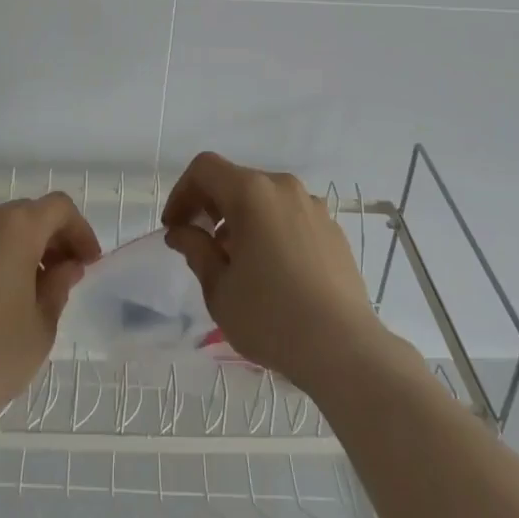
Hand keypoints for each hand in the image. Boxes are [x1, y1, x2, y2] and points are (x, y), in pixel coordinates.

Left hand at [0, 194, 101, 437]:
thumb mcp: (41, 328)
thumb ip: (58, 287)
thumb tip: (65, 267)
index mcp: (15, 229)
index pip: (59, 208)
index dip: (79, 230)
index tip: (87, 263)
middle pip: (23, 216)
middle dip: (46, 240)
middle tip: (58, 277)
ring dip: (10, 251)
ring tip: (15, 293)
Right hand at [162, 152, 400, 397]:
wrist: (344, 349)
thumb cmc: (271, 317)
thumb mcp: (219, 289)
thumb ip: (196, 250)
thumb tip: (181, 231)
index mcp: (252, 192)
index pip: (205, 169)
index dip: (182, 192)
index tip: (174, 228)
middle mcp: (283, 187)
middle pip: (236, 180)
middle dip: (211, 207)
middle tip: (200, 245)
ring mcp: (313, 206)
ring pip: (264, 199)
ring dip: (241, 219)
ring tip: (236, 262)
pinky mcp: (332, 228)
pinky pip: (290, 216)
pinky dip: (270, 229)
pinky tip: (271, 270)